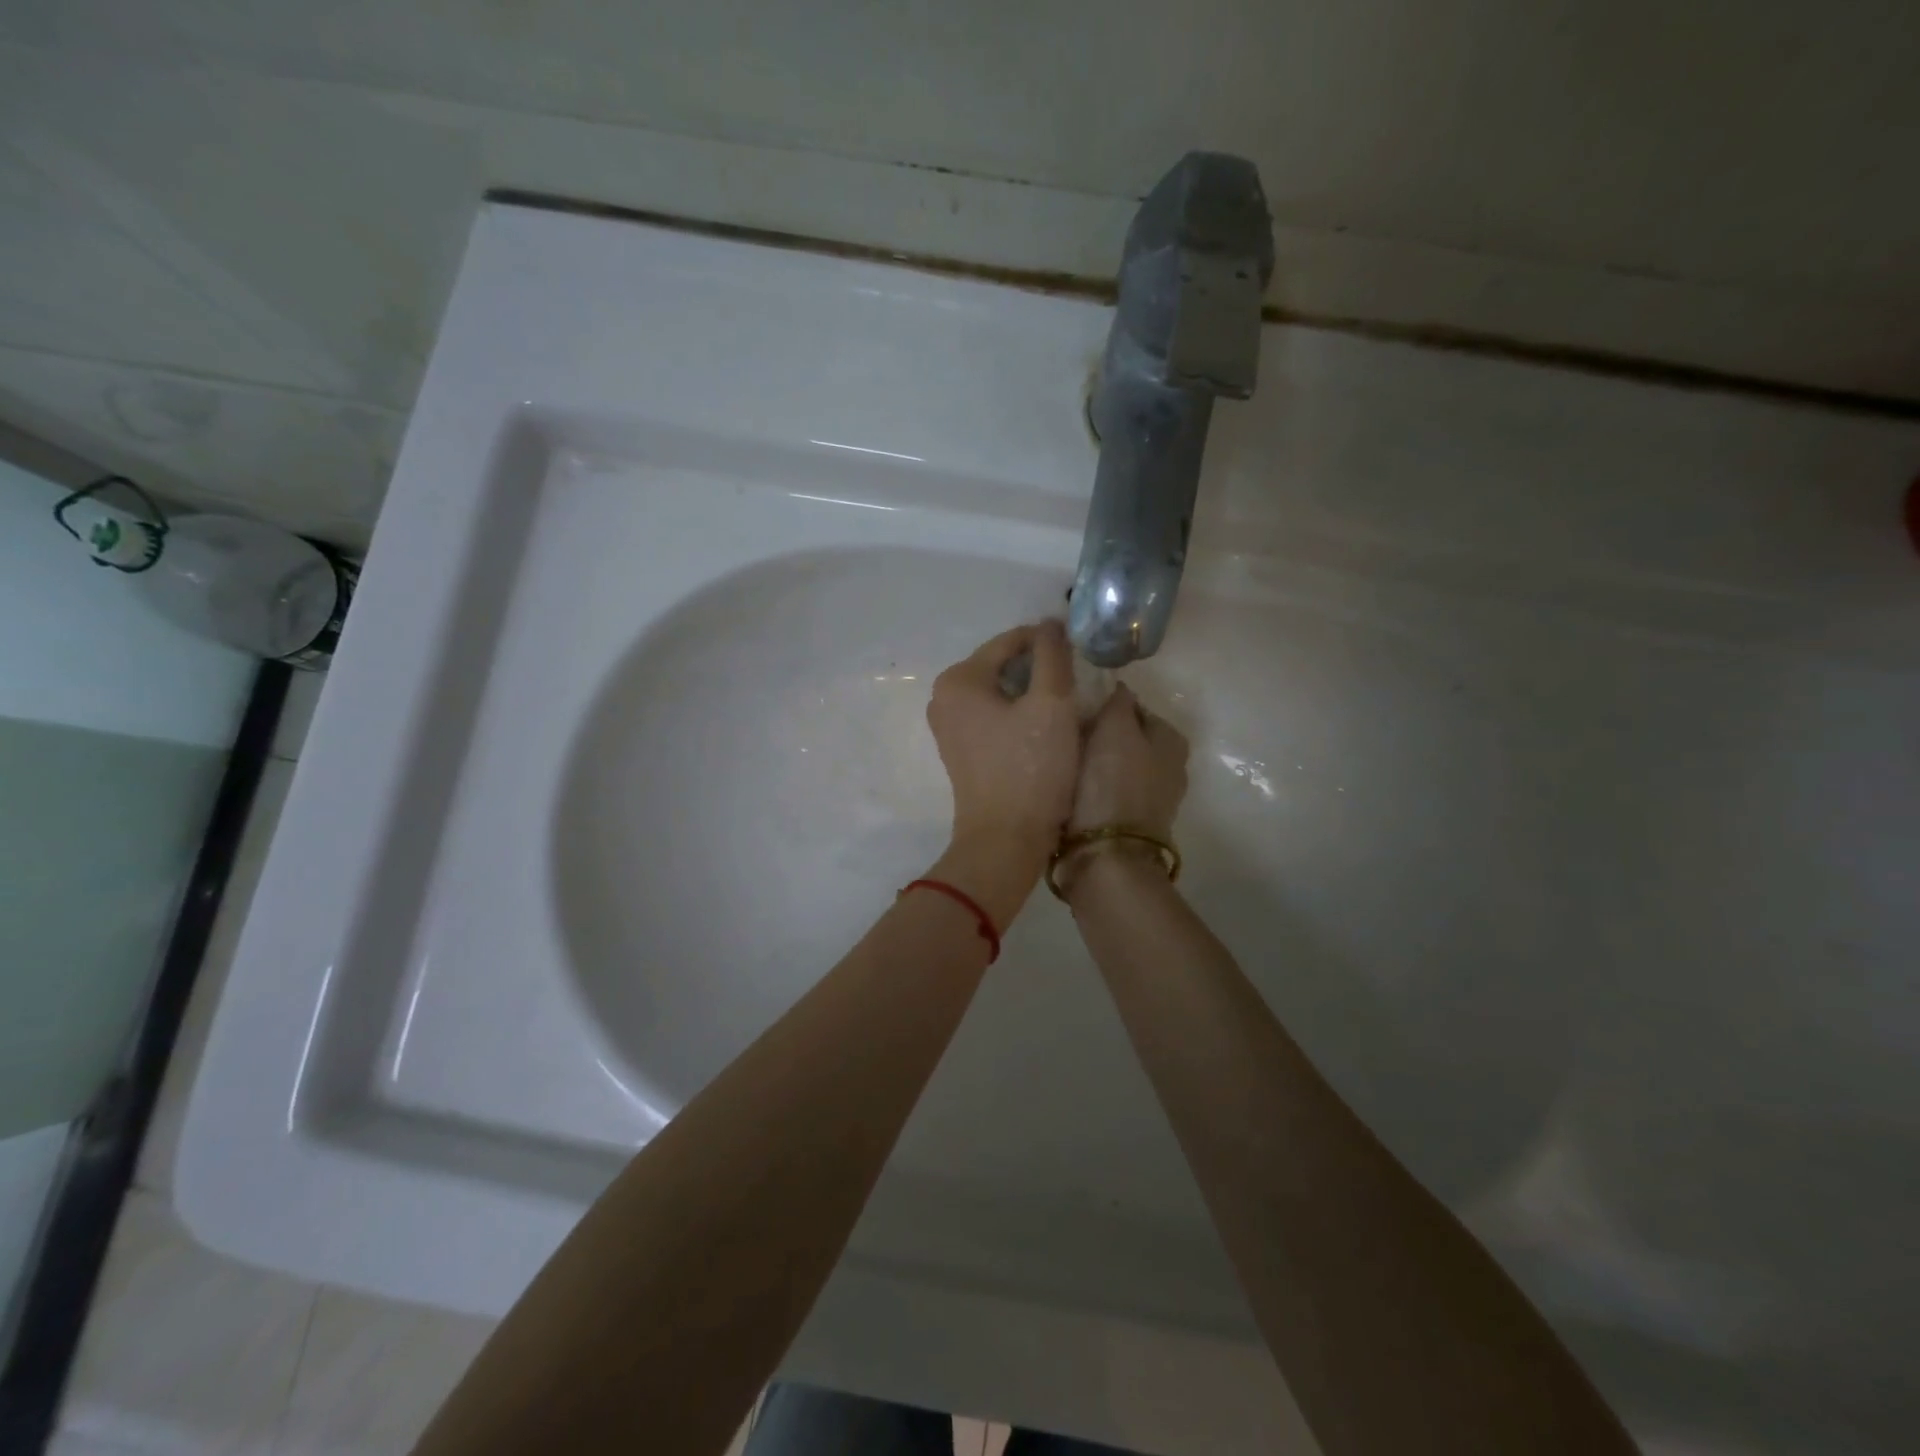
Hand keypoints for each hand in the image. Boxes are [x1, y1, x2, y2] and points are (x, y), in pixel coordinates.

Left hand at [925, 621, 1081, 922]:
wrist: (1006, 840)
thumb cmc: (1030, 769)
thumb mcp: (1051, 705)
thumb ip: (1053, 656)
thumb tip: (1050, 624)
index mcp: (959, 679)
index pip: (1010, 641)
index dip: (1049, 640)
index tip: (1083, 648)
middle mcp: (944, 697)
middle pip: (1002, 665)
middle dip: (1040, 668)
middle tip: (1079, 679)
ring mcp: (949, 727)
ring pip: (1000, 692)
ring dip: (1032, 692)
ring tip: (1068, 703)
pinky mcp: (961, 751)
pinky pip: (994, 717)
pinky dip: (1019, 714)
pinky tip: (1046, 727)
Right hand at [1058, 684, 1189, 896]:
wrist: (1105, 857)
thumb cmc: (1111, 784)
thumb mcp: (1115, 728)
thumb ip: (1117, 701)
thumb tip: (1117, 688)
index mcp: (1171, 740)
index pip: (1132, 706)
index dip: (1101, 703)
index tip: (1071, 707)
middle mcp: (1167, 768)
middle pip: (1122, 737)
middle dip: (1095, 733)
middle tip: (1060, 731)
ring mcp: (1148, 799)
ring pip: (1110, 765)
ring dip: (1088, 762)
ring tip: (1056, 758)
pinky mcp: (1125, 823)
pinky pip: (1102, 791)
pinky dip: (1086, 787)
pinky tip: (1063, 786)